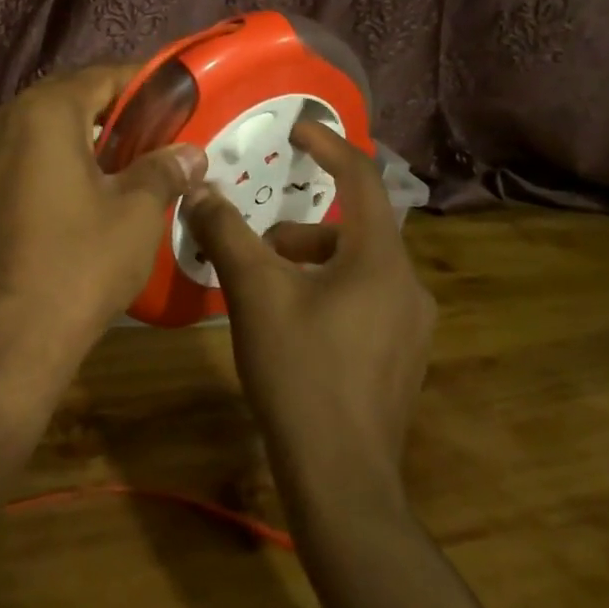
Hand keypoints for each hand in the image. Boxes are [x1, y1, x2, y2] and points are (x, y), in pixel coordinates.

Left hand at [0, 64, 205, 416]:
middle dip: (99, 114)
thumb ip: (162, 171)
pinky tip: (50, 206)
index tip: (164, 97)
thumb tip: (189, 153)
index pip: (97, 77)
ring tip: (97, 172)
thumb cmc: (78, 267)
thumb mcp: (135, 216)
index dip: (136, 83)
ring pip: (23, 136)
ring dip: (61, 143)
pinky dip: (29, 172)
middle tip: (137, 137)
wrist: (4, 344)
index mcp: (40, 115)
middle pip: (56, 103)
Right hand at [182, 119, 434, 504]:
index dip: (329, 145)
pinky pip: (362, 301)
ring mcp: (410, 327)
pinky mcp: (400, 358)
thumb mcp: (253, 293)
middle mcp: (408, 286)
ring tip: (264, 292)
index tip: (298, 129)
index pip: (362, 179)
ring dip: (308, 264)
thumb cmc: (300, 371)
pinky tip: (291, 329)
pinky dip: (324, 293)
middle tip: (256, 244)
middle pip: (352, 229)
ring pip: (355, 268)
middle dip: (299, 227)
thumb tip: (199, 190)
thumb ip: (226, 233)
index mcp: (380, 260)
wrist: (341, 478)